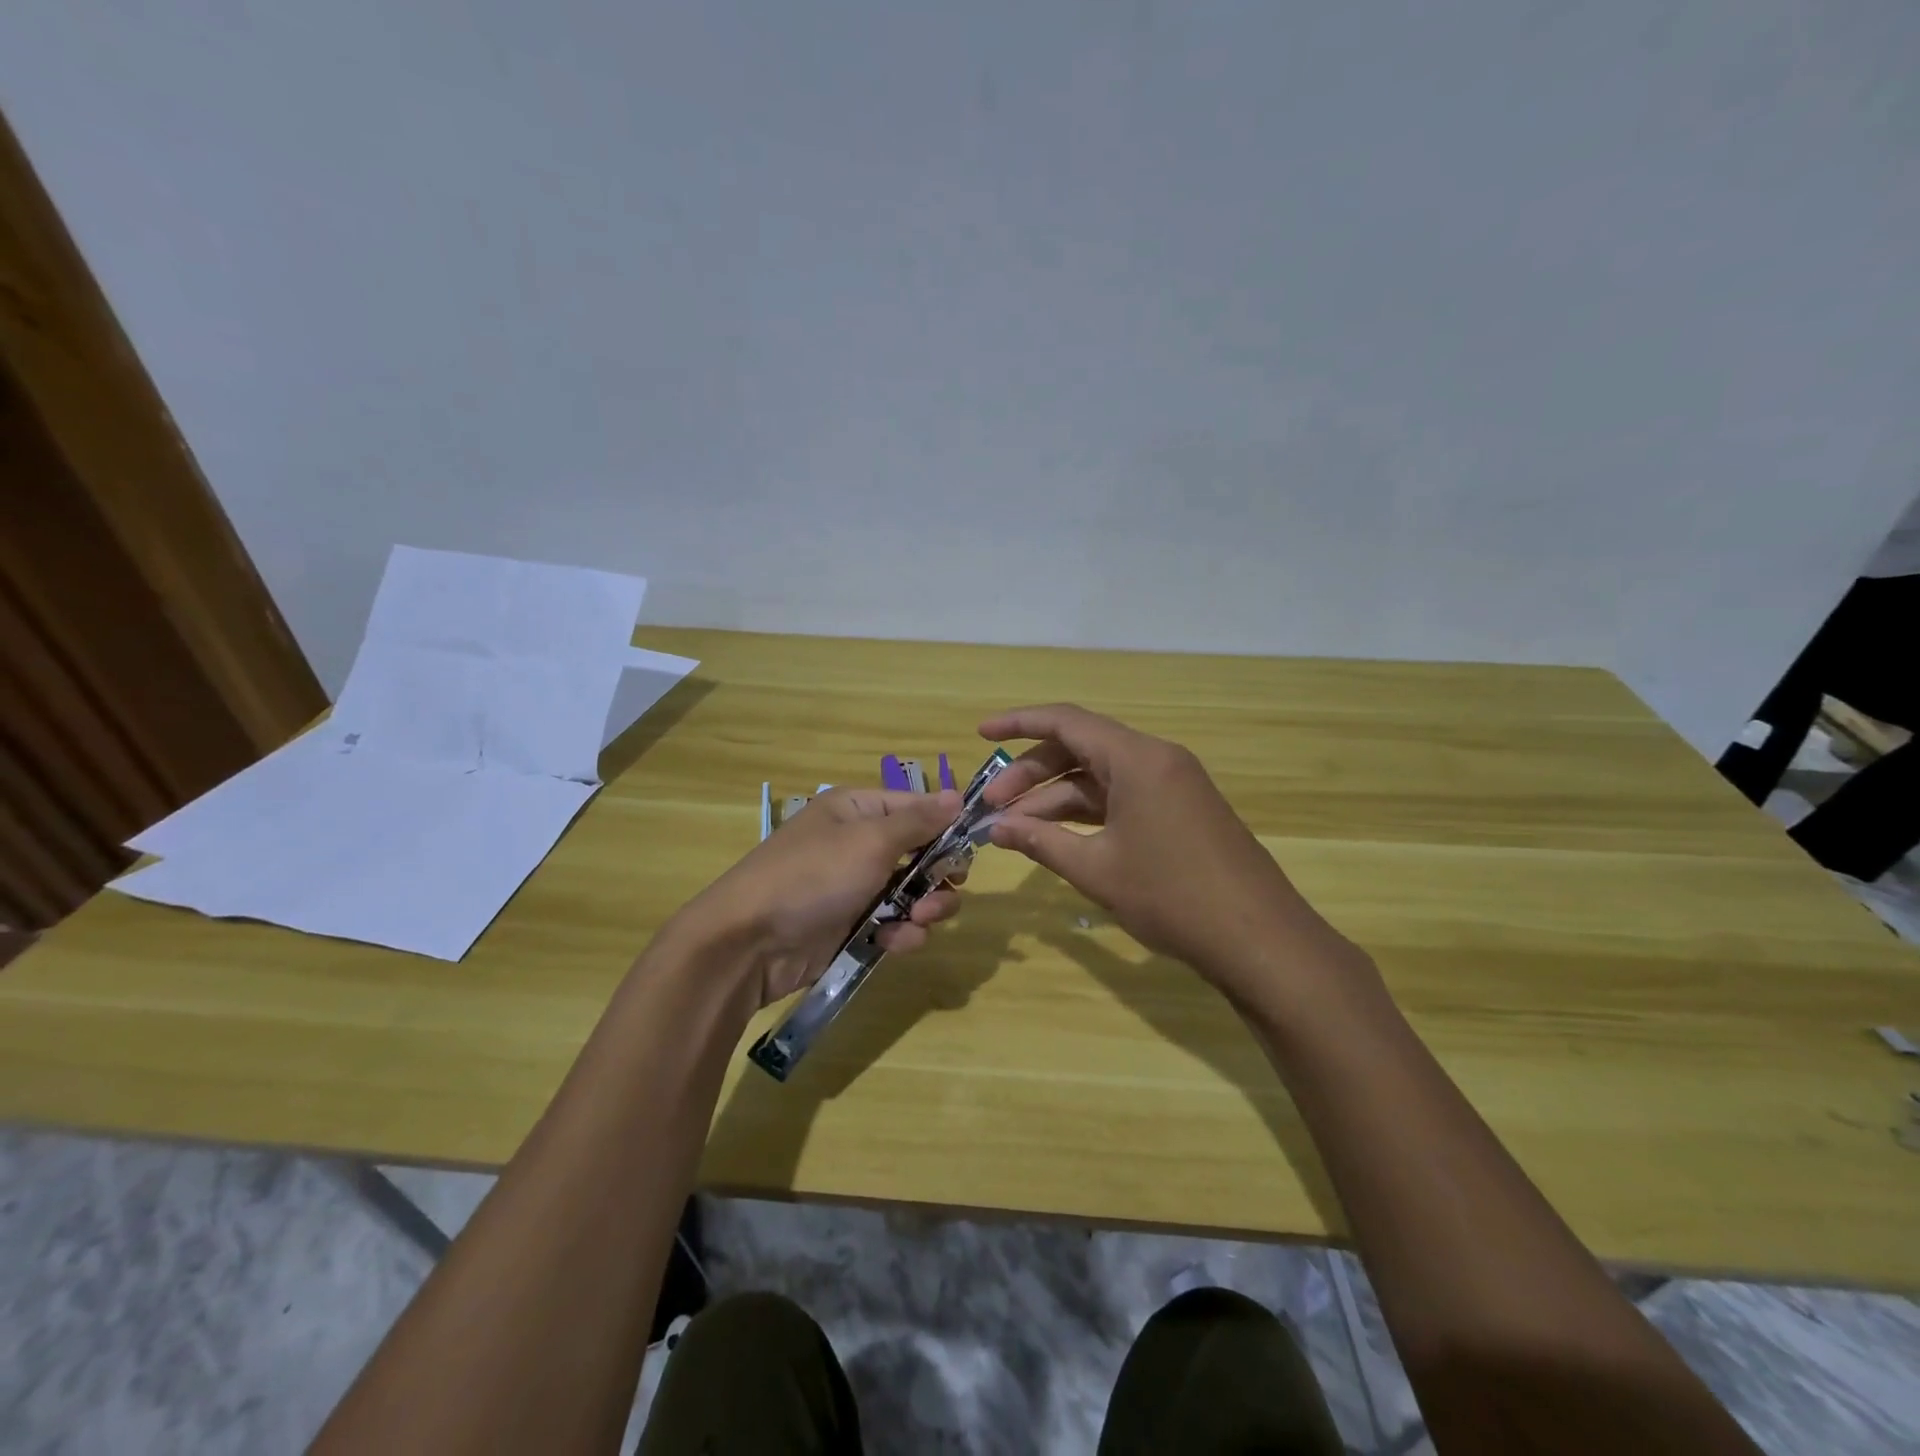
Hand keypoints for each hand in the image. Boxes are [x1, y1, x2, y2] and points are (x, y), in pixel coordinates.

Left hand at [675, 787, 965, 1009]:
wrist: (748, 943)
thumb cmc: (812, 877)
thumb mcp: (870, 841)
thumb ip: (919, 821)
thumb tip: (957, 796)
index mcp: (859, 811)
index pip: (919, 809)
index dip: (947, 828)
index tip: (970, 851)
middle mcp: (859, 843)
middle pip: (922, 855)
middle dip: (938, 877)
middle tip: (943, 893)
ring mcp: (856, 887)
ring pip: (913, 894)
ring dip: (925, 909)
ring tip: (917, 922)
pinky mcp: (852, 926)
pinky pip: (893, 924)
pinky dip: (900, 934)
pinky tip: (893, 943)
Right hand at [980, 704, 1357, 999]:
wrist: (1259, 939)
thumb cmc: (1172, 897)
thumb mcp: (1096, 869)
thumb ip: (1041, 841)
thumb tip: (995, 828)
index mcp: (1137, 758)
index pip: (1066, 722)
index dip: (1018, 724)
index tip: (981, 735)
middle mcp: (1156, 759)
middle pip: (1080, 749)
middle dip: (1031, 774)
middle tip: (993, 806)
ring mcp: (1172, 785)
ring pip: (1100, 776)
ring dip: (1056, 798)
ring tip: (1014, 828)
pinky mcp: (1180, 810)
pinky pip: (1122, 797)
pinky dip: (1087, 812)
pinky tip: (1057, 837)